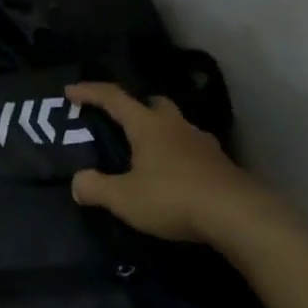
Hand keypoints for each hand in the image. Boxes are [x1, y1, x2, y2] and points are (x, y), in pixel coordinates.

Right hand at [65, 82, 285, 249]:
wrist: (238, 216)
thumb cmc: (173, 197)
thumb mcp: (124, 198)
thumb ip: (96, 188)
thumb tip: (77, 182)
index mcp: (148, 126)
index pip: (114, 98)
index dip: (90, 92)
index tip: (70, 91)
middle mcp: (176, 126)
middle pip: (154, 103)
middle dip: (136, 107)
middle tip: (121, 122)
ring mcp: (203, 143)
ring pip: (177, 126)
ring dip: (161, 133)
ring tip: (148, 155)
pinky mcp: (221, 165)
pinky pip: (193, 150)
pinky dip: (179, 156)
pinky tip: (175, 176)